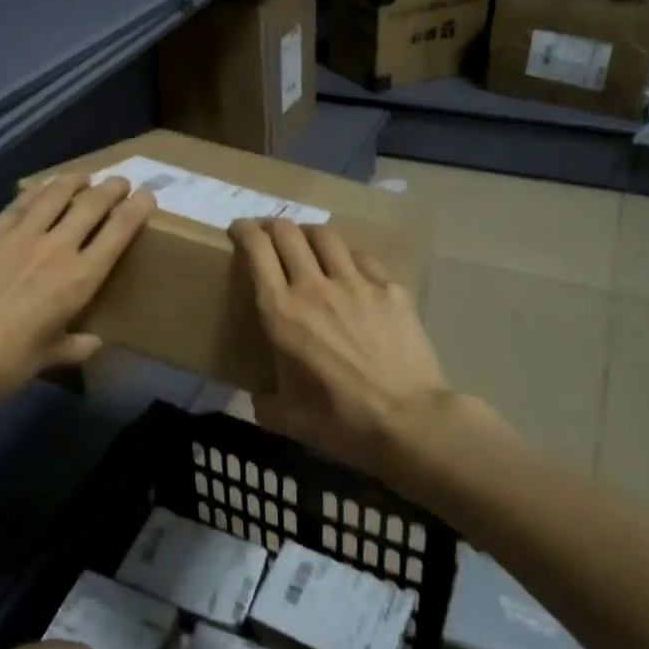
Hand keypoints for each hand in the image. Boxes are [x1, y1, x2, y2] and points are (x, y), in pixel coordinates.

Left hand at [0, 175, 155, 407]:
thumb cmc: (10, 362)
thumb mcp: (52, 356)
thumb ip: (77, 345)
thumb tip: (93, 342)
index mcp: (80, 278)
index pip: (119, 232)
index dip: (137, 209)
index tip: (147, 196)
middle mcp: (57, 248)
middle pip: (91, 205)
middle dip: (111, 189)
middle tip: (120, 181)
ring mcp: (21, 235)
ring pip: (55, 195)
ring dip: (74, 181)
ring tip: (84, 175)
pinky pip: (19, 203)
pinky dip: (37, 191)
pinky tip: (43, 187)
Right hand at [230, 218, 453, 474]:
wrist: (409, 421)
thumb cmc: (341, 422)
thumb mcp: (287, 419)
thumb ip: (264, 402)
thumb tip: (259, 397)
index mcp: (281, 312)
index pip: (257, 250)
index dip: (243, 231)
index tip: (238, 230)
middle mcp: (314, 286)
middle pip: (288, 232)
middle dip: (273, 226)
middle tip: (269, 235)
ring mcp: (356, 283)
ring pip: (325, 235)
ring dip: (309, 234)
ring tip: (307, 244)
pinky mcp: (390, 288)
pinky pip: (362, 258)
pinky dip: (348, 257)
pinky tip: (350, 271)